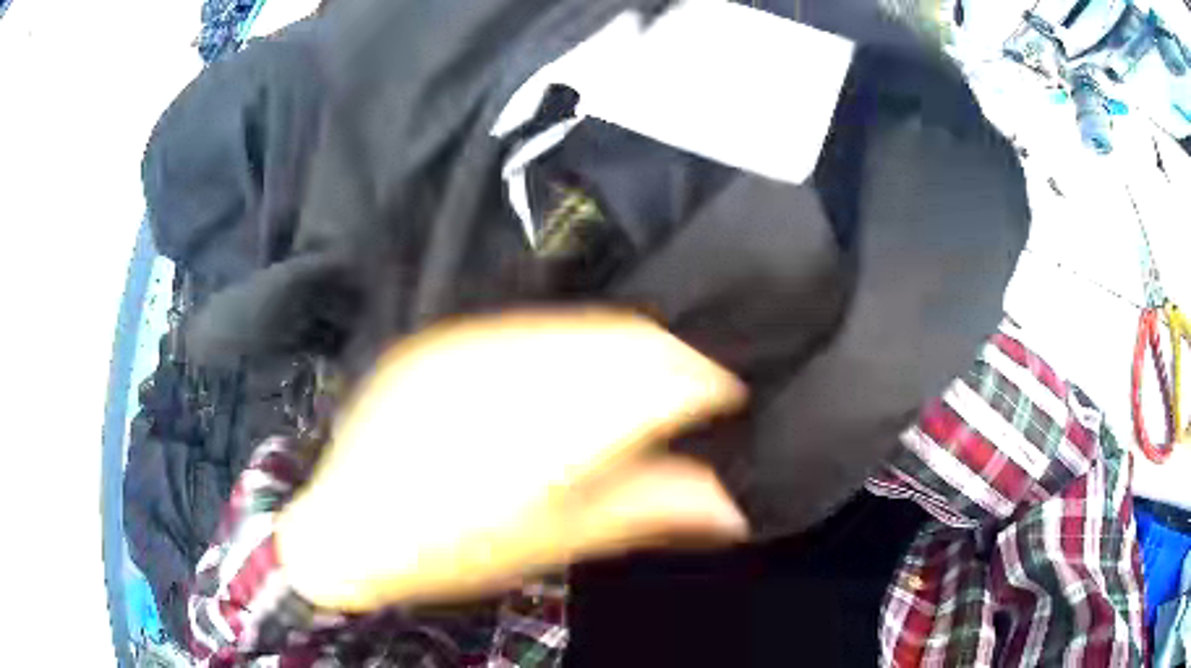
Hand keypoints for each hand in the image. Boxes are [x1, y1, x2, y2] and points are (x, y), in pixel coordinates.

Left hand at [275, 309, 747, 611]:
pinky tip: (575, 372)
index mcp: (539, 438)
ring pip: (579, 326)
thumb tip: (730, 505)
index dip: (703, 379)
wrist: (344, 527)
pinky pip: (530, 326)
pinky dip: (572, 343)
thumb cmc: (448, 553)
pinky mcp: (441, 339)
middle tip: (694, 387)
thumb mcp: (550, 545)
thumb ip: (642, 511)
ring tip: (643, 380)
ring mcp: (465, 348)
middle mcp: (505, 375)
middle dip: (672, 358)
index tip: (729, 392)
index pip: (652, 381)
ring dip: (626, 347)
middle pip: (621, 341)